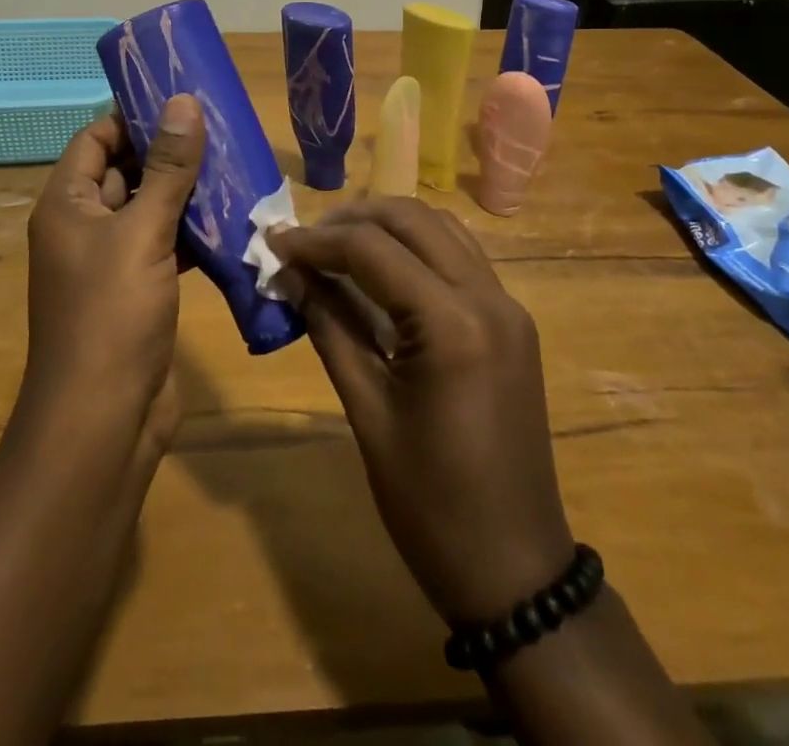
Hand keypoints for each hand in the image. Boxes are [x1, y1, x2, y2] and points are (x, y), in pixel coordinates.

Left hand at [22, 96, 203, 444]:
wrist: (103, 421)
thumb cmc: (111, 315)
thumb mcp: (142, 231)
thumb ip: (167, 168)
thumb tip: (183, 101)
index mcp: (66, 204)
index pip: (95, 138)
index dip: (133, 116)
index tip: (181, 99)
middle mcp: (82, 227)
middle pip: (124, 170)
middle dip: (168, 151)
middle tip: (220, 128)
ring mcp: (109, 261)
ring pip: (149, 209)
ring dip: (185, 191)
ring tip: (235, 165)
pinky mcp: (137, 290)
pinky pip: (163, 244)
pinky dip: (191, 232)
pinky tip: (231, 219)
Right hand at [269, 198, 573, 623]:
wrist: (514, 568)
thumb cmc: (429, 503)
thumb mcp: (367, 412)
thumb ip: (329, 327)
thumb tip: (290, 274)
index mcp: (452, 324)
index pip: (372, 249)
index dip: (316, 241)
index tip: (273, 243)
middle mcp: (488, 298)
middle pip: (412, 220)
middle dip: (352, 220)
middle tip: (304, 242)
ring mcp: (508, 306)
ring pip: (441, 228)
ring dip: (387, 226)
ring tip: (337, 247)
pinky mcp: (512, 321)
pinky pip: (460, 258)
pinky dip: (418, 248)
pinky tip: (382, 270)